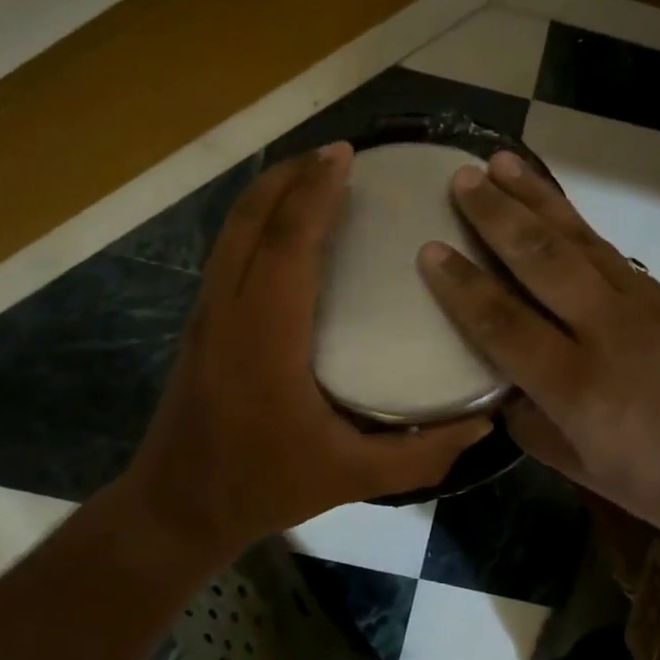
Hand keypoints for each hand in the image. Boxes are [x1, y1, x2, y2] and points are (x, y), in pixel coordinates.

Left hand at [125, 145, 488, 558]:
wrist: (175, 508)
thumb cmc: (263, 485)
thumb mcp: (351, 477)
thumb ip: (422, 453)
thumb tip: (485, 422)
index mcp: (265, 337)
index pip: (287, 244)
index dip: (315, 193)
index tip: (345, 155)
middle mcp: (229, 310)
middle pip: (251, 219)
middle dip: (290, 174)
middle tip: (337, 151)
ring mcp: (207, 312)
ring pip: (232, 229)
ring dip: (269, 191)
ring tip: (311, 171)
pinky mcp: (201, 321)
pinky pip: (227, 248)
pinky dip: (255, 217)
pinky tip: (282, 221)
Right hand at [417, 152, 659, 557]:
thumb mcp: (590, 474)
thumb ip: (536, 428)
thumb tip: (500, 393)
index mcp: (578, 387)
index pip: (503, 323)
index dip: (462, 286)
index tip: (429, 248)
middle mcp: (606, 331)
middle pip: (540, 259)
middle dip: (496, 214)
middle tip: (462, 177)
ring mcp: (643, 306)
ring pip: (578, 240)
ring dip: (537, 198)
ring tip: (503, 163)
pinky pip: (609, 252)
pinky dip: (576, 223)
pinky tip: (557, 208)